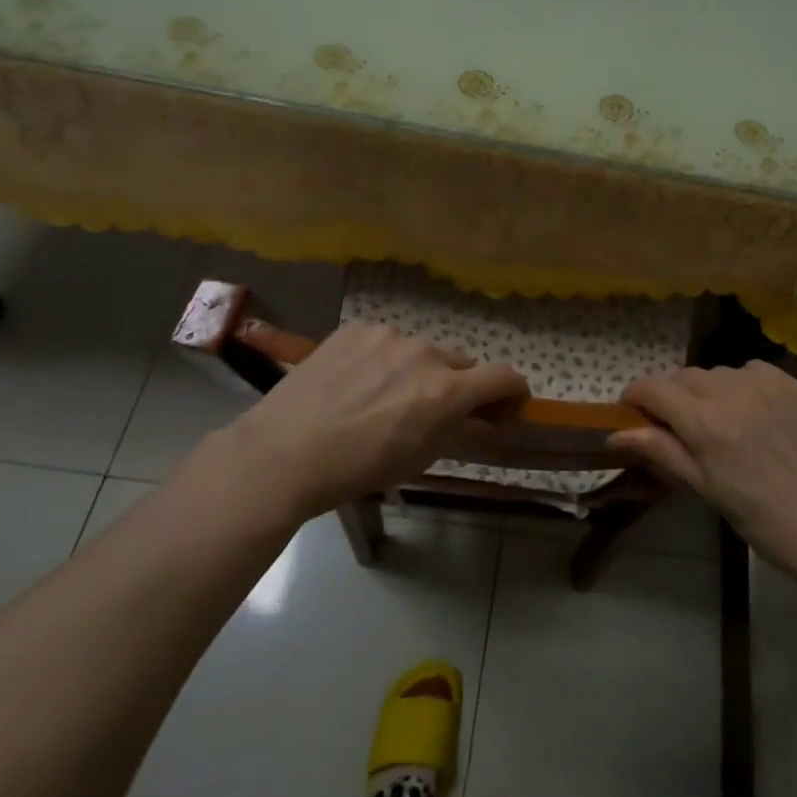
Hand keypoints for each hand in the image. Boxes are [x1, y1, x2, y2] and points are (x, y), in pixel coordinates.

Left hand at [212, 322, 527, 522]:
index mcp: (445, 390)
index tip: (509, 402)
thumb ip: (460, 431)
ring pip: (420, 350)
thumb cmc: (357, 469)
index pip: (503, 376)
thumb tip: (487, 418)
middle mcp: (425, 353)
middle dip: (456, 384)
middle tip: (429, 409)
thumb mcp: (418, 459)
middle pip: (460, 363)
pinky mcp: (357, 328)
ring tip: (380, 396)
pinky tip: (354, 382)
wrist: (282, 453)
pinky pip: (384, 341)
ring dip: (416, 369)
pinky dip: (381, 358)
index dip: (513, 389)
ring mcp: (388, 335)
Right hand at [611, 362, 796, 585]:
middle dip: (670, 395)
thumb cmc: (762, 519)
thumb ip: (661, 451)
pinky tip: (750, 410)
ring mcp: (765, 383)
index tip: (631, 410)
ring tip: (717, 419)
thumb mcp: (705, 489)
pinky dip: (740, 384)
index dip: (635, 396)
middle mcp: (732, 391)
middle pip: (683, 377)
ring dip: (705, 389)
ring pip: (716, 372)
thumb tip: (615, 434)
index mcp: (706, 423)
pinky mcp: (791, 383)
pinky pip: (750, 370)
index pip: (654, 389)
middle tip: (674, 424)